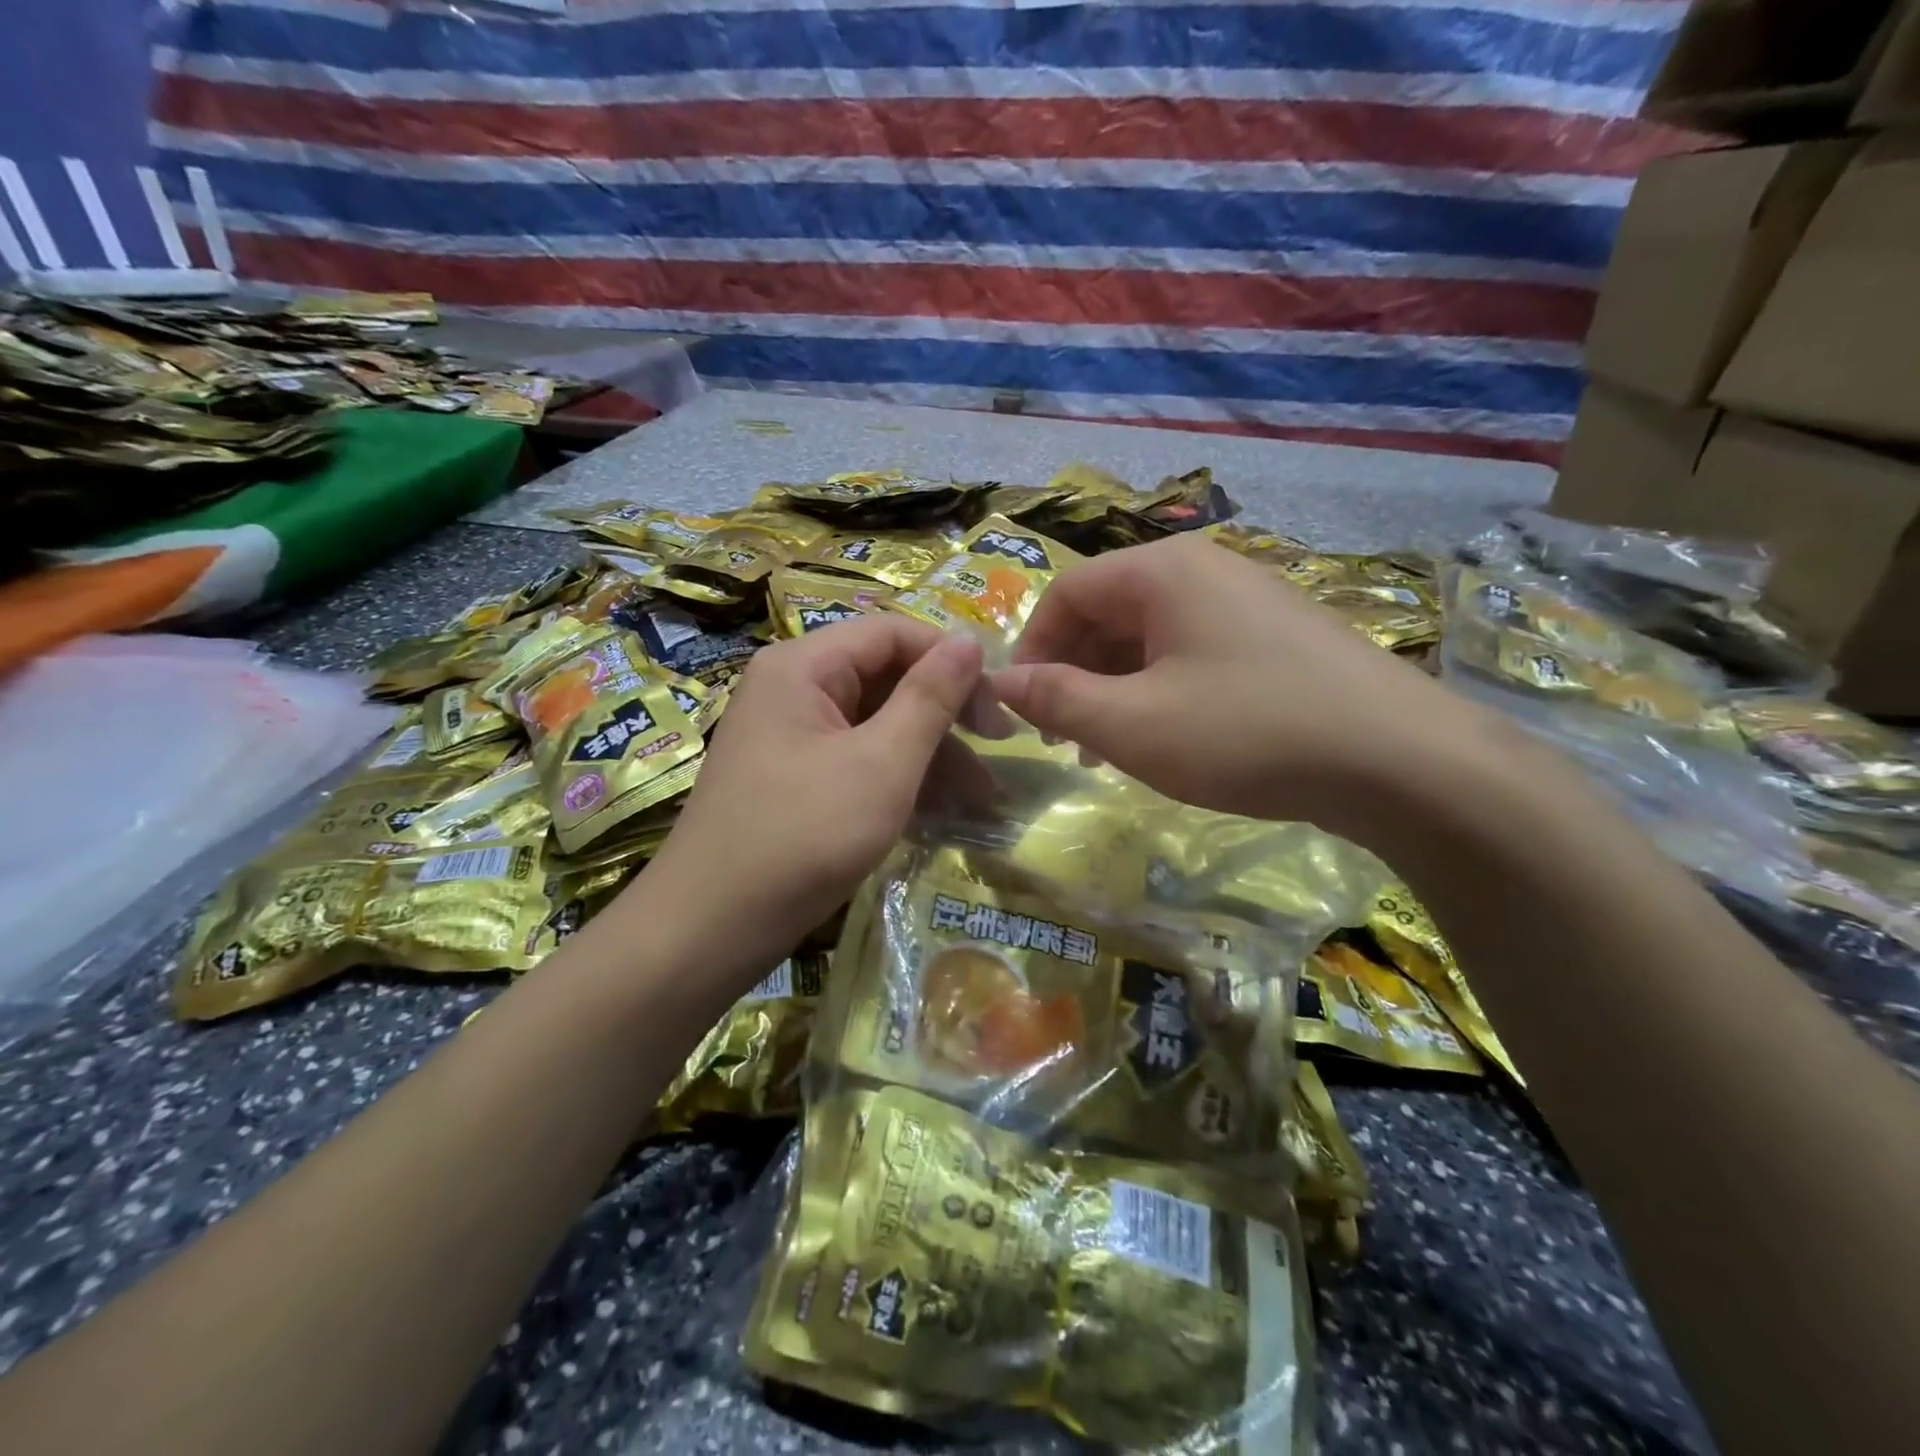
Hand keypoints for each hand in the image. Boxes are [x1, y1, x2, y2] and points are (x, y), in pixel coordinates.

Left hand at [637, 616, 985, 979]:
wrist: (711, 928)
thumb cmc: (803, 835)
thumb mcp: (881, 764)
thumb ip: (930, 698)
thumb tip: (970, 641)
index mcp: (803, 666)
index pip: (892, 633)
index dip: (950, 659)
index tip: (998, 703)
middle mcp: (792, 689)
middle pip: (885, 677)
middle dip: (946, 713)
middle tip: (998, 747)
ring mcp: (791, 736)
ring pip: (876, 724)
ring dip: (931, 754)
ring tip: (983, 797)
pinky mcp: (795, 778)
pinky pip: (857, 759)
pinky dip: (899, 778)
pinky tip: (942, 810)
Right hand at [990, 534, 1504, 841]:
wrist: (1401, 762)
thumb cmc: (1246, 732)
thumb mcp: (1132, 724)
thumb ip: (1056, 699)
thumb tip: (1001, 679)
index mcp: (1162, 571)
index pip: (1067, 593)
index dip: (1033, 649)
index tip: (1023, 707)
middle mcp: (1204, 569)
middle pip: (1109, 610)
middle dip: (1074, 672)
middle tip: (1064, 736)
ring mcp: (1248, 600)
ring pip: (1151, 636)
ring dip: (1115, 686)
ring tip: (1108, 747)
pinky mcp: (1278, 636)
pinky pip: (1194, 651)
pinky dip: (1162, 689)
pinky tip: (1169, 736)